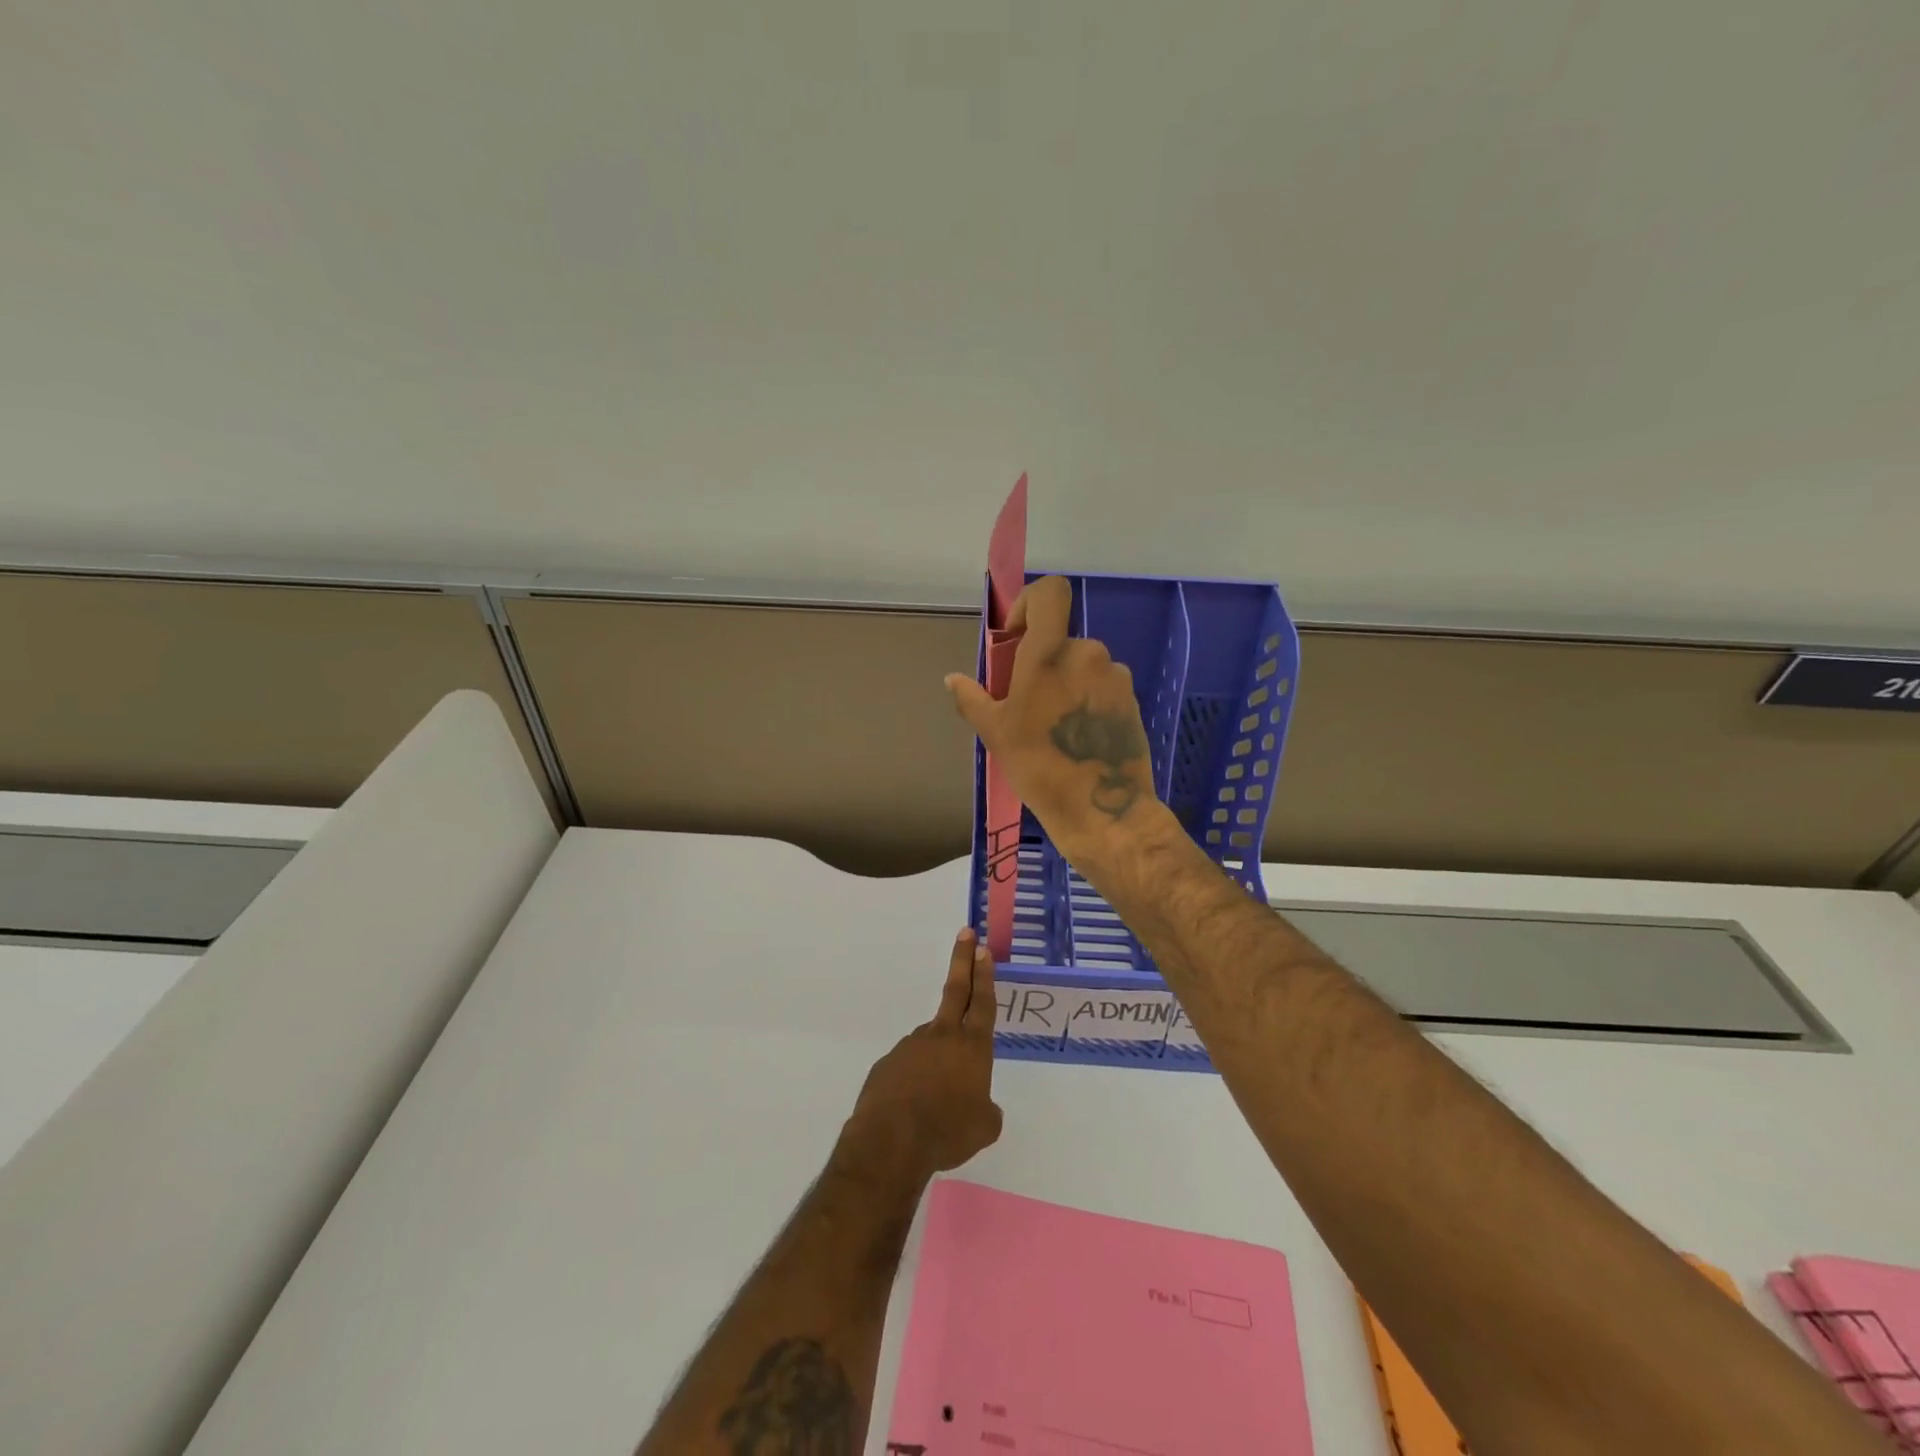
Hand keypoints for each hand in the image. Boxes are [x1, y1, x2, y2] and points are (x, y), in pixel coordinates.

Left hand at [840, 929, 1002, 1182]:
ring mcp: (911, 1046)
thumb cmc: (948, 1132)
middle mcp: (942, 1036)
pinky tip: (913, 1108)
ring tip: (937, 1103)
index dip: (984, 975)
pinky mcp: (888, 1063)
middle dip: (963, 960)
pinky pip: (908, 1068)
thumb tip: (979, 1105)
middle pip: (956, 990)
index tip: (982, 949)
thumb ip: (986, 1110)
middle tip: (966, 934)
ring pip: (931, 1043)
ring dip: (937, 1060)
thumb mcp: (983, 1128)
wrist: (891, 1141)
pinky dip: (914, 1081)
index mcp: (972, 1047)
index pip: (982, 1002)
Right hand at [944, 575, 1159, 854]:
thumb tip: (952, 680)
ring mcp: (1115, 677)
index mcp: (1050, 653)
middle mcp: (1088, 654)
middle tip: (1028, 702)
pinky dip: (1087, 700)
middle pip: (1061, 640)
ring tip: (1054, 726)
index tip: (1016, 638)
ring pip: (1083, 665)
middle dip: (1043, 662)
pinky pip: (1102, 686)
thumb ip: (972, 699)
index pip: (1050, 593)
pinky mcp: (1131, 700)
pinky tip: (1078, 737)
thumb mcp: (996, 733)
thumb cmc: (1040, 767)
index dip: (1030, 604)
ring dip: (1066, 683)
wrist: (1103, 810)